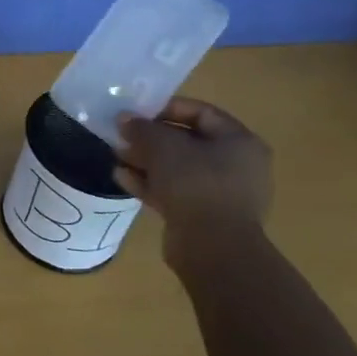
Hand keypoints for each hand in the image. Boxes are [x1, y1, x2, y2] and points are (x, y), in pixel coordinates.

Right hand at [114, 98, 271, 261]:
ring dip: (146, 161)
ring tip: (117, 156)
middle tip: (122, 135)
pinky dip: (150, 183)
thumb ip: (142, 128)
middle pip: (187, 141)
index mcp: (239, 141)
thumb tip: (125, 119)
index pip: (201, 112)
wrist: (213, 248)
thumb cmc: (195, 183)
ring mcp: (221, 193)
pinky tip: (121, 178)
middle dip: (151, 138)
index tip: (137, 112)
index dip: (166, 108)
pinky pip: (175, 191)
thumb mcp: (163, 146)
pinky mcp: (204, 216)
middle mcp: (236, 165)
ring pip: (178, 168)